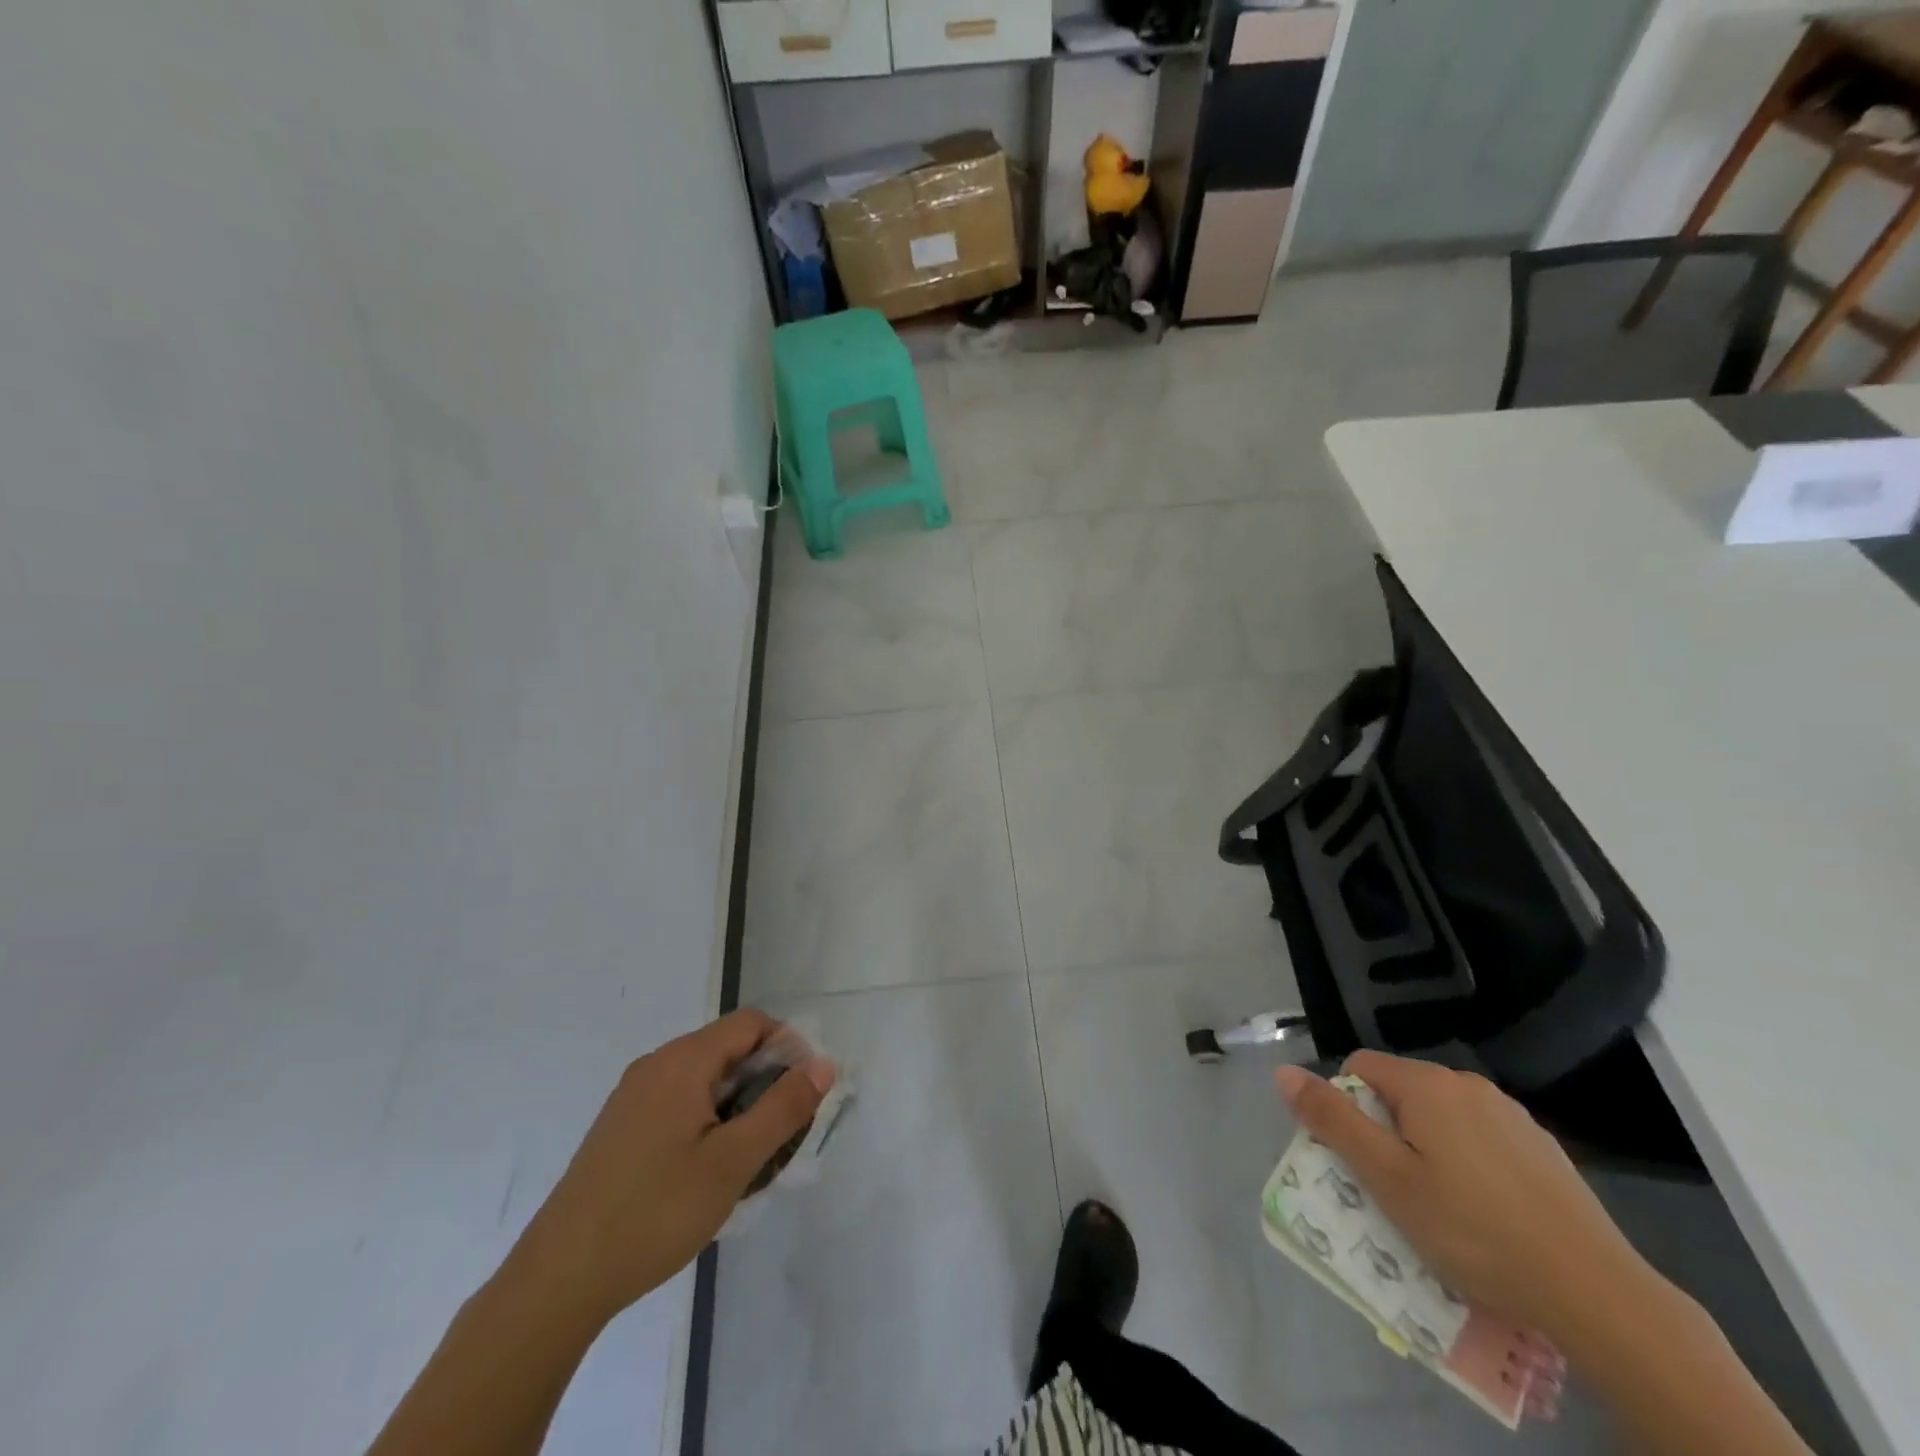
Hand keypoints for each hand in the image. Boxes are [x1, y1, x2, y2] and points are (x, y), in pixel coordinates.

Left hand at [510, 1009, 834, 1326]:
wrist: (557, 1281)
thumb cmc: (654, 1213)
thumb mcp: (733, 1162)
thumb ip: (783, 1108)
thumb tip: (823, 1064)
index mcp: (683, 1061)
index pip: (750, 1023)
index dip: (787, 1047)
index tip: (803, 1095)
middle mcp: (656, 1065)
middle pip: (727, 1048)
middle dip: (764, 1081)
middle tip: (780, 1135)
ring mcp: (632, 1096)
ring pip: (704, 1079)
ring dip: (736, 1104)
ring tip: (747, 1159)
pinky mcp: (619, 1128)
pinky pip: (678, 1102)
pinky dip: (706, 1120)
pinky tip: (704, 1172)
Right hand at [1275, 1051, 1647, 1340]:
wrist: (1596, 1291)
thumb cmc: (1473, 1230)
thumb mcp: (1387, 1179)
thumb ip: (1333, 1120)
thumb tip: (1284, 1072)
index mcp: (1425, 1084)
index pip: (1359, 1068)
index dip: (1347, 1108)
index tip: (1361, 1160)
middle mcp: (1466, 1084)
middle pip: (1400, 1092)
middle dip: (1387, 1131)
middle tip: (1397, 1191)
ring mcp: (1511, 1114)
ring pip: (1442, 1117)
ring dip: (1428, 1147)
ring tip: (1444, 1209)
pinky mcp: (1543, 1147)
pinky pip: (1483, 1139)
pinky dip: (1470, 1163)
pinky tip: (1489, 1214)